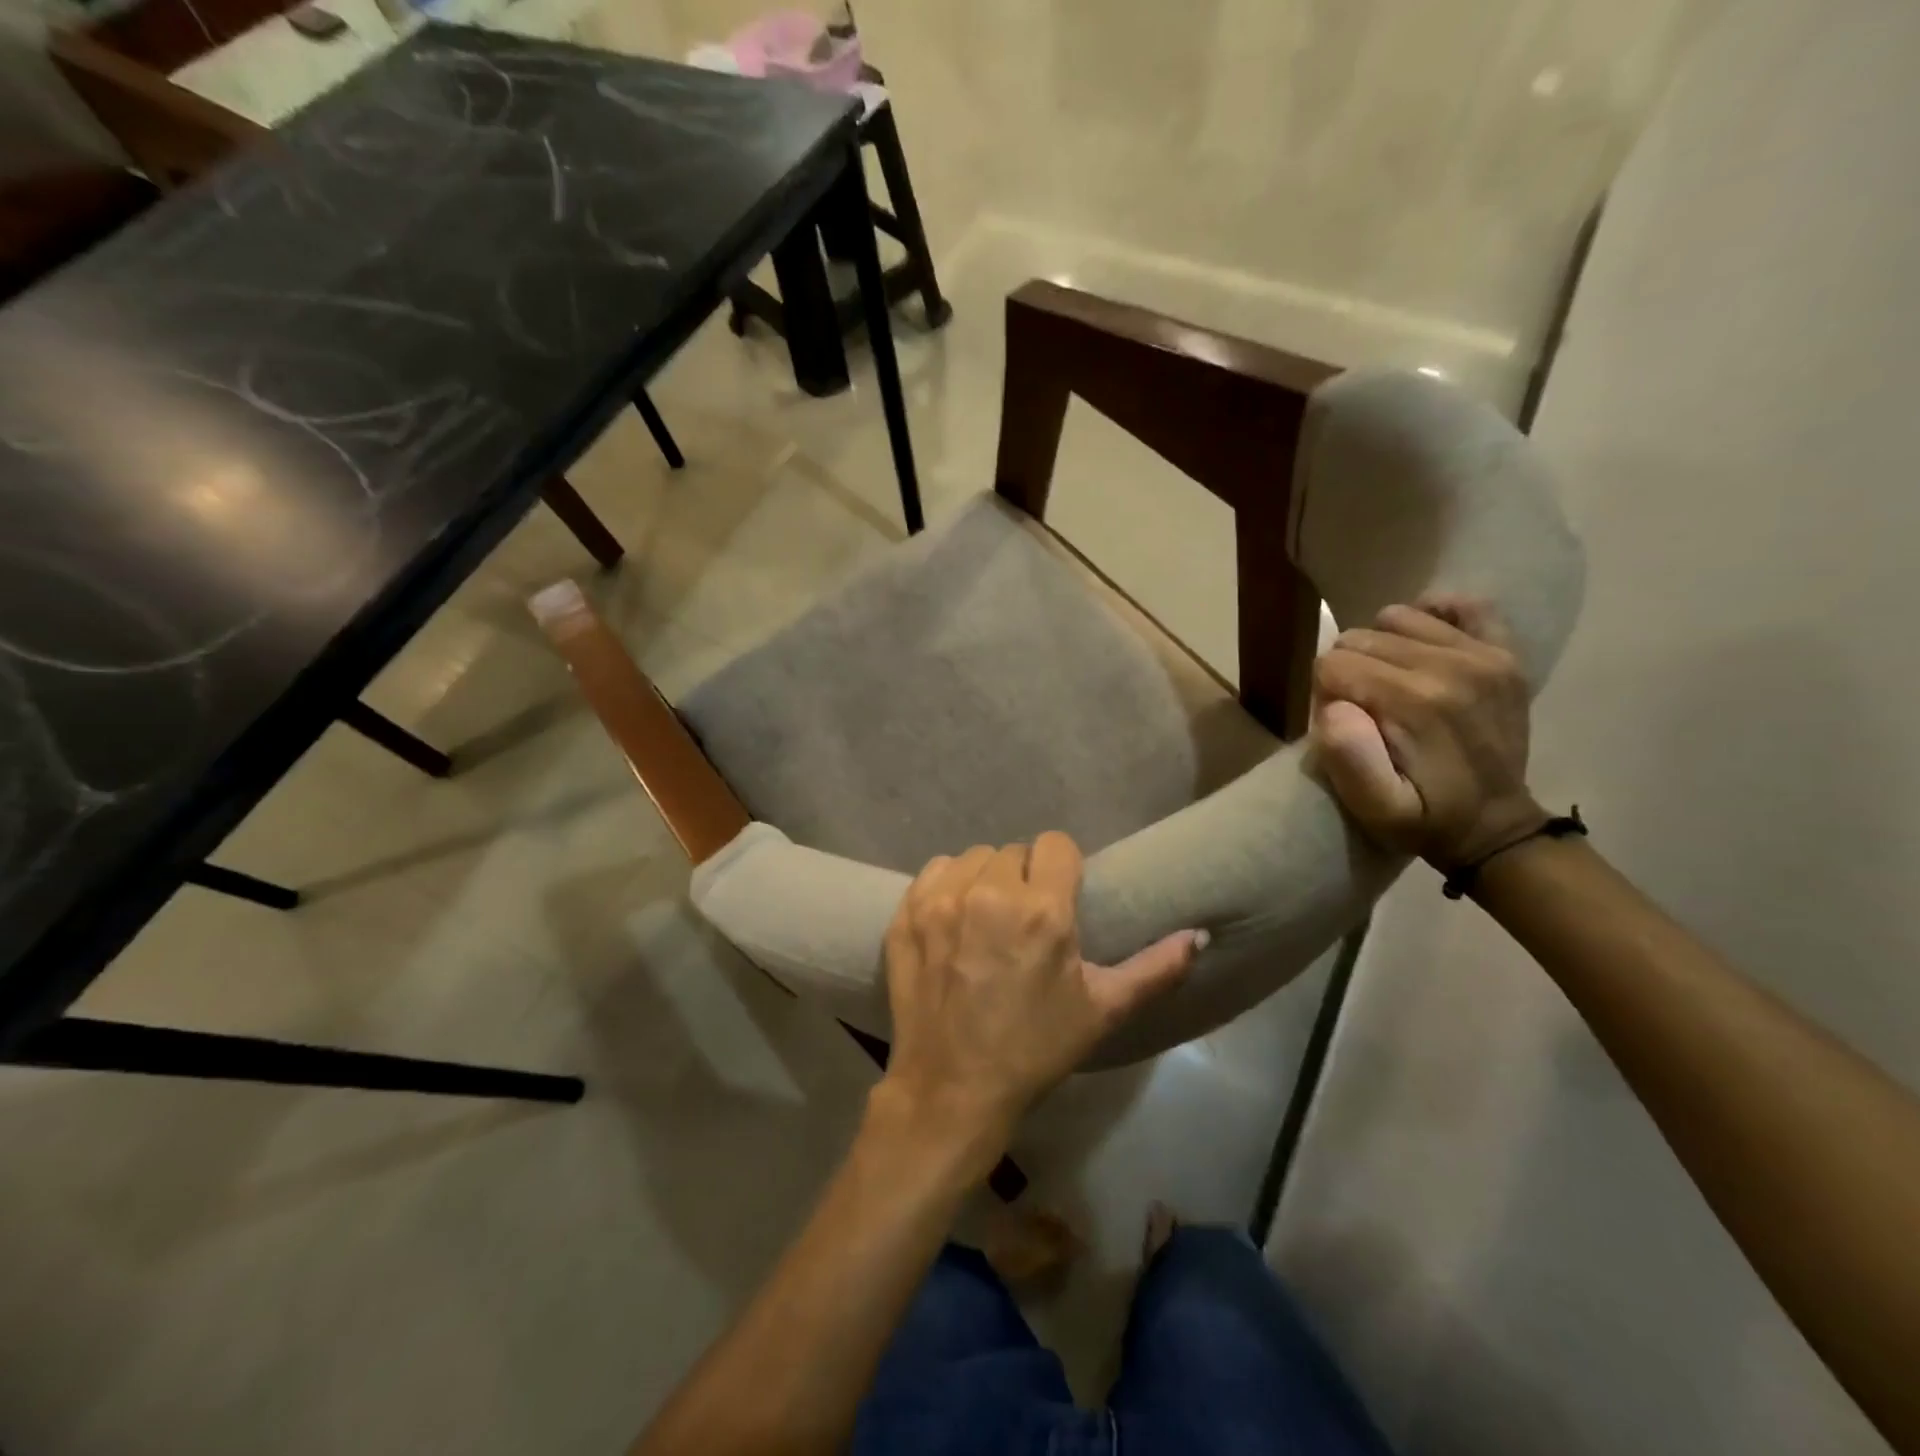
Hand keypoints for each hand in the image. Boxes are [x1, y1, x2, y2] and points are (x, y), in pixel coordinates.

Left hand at [878, 833, 1204, 1163]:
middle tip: (1024, 920)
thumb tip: (1199, 936)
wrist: (952, 1088)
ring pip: (974, 858)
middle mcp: (989, 893)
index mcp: (1042, 910)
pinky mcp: (907, 912)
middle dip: (1025, 878)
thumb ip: (1155, 969)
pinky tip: (954, 918)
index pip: (1056, 844)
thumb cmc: (1035, 1049)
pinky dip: (948, 886)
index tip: (1061, 897)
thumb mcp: (1102, 1010)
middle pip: (1015, 852)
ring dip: (986, 879)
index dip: (1063, 868)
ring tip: (988, 919)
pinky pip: (935, 872)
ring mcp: (942, 900)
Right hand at [1310, 596, 1546, 868]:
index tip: (1344, 724)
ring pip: (1397, 618)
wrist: (1497, 827)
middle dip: (1349, 670)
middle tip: (1365, 710)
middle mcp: (1450, 665)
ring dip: (1381, 647)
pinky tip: (1423, 647)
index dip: (1326, 694)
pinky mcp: (1504, 653)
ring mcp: (1483, 654)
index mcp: (1414, 701)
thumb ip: (1348, 760)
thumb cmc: (1426, 819)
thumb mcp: (1376, 809)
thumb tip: (1332, 706)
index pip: (1333, 665)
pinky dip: (1434, 617)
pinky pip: (1464, 606)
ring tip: (1389, 683)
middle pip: (1361, 638)